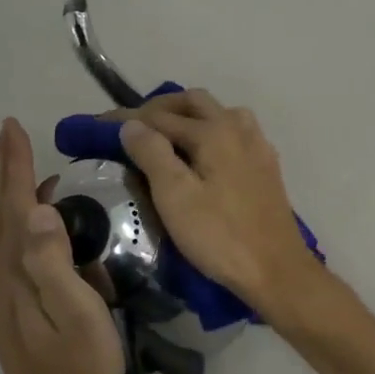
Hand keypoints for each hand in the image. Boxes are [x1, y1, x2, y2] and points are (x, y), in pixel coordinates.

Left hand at [0, 118, 124, 373]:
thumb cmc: (79, 369)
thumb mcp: (79, 317)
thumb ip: (56, 264)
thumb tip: (42, 209)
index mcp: (16, 270)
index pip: (15, 204)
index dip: (15, 164)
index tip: (13, 127)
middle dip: (4, 168)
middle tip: (12, 133)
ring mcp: (0, 290)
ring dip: (7, 189)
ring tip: (20, 162)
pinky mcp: (8, 303)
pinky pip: (7, 244)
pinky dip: (14, 216)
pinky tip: (33, 215)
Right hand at [117, 92, 319, 314]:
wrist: (276, 270)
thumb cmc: (220, 236)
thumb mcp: (175, 197)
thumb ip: (152, 154)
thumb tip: (131, 124)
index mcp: (215, 131)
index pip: (160, 116)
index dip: (126, 119)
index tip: (98, 124)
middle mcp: (239, 128)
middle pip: (194, 103)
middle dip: (160, 109)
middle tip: (133, 128)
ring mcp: (257, 146)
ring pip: (219, 114)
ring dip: (189, 117)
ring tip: (166, 138)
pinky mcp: (266, 167)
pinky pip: (235, 133)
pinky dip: (211, 132)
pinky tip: (203, 156)